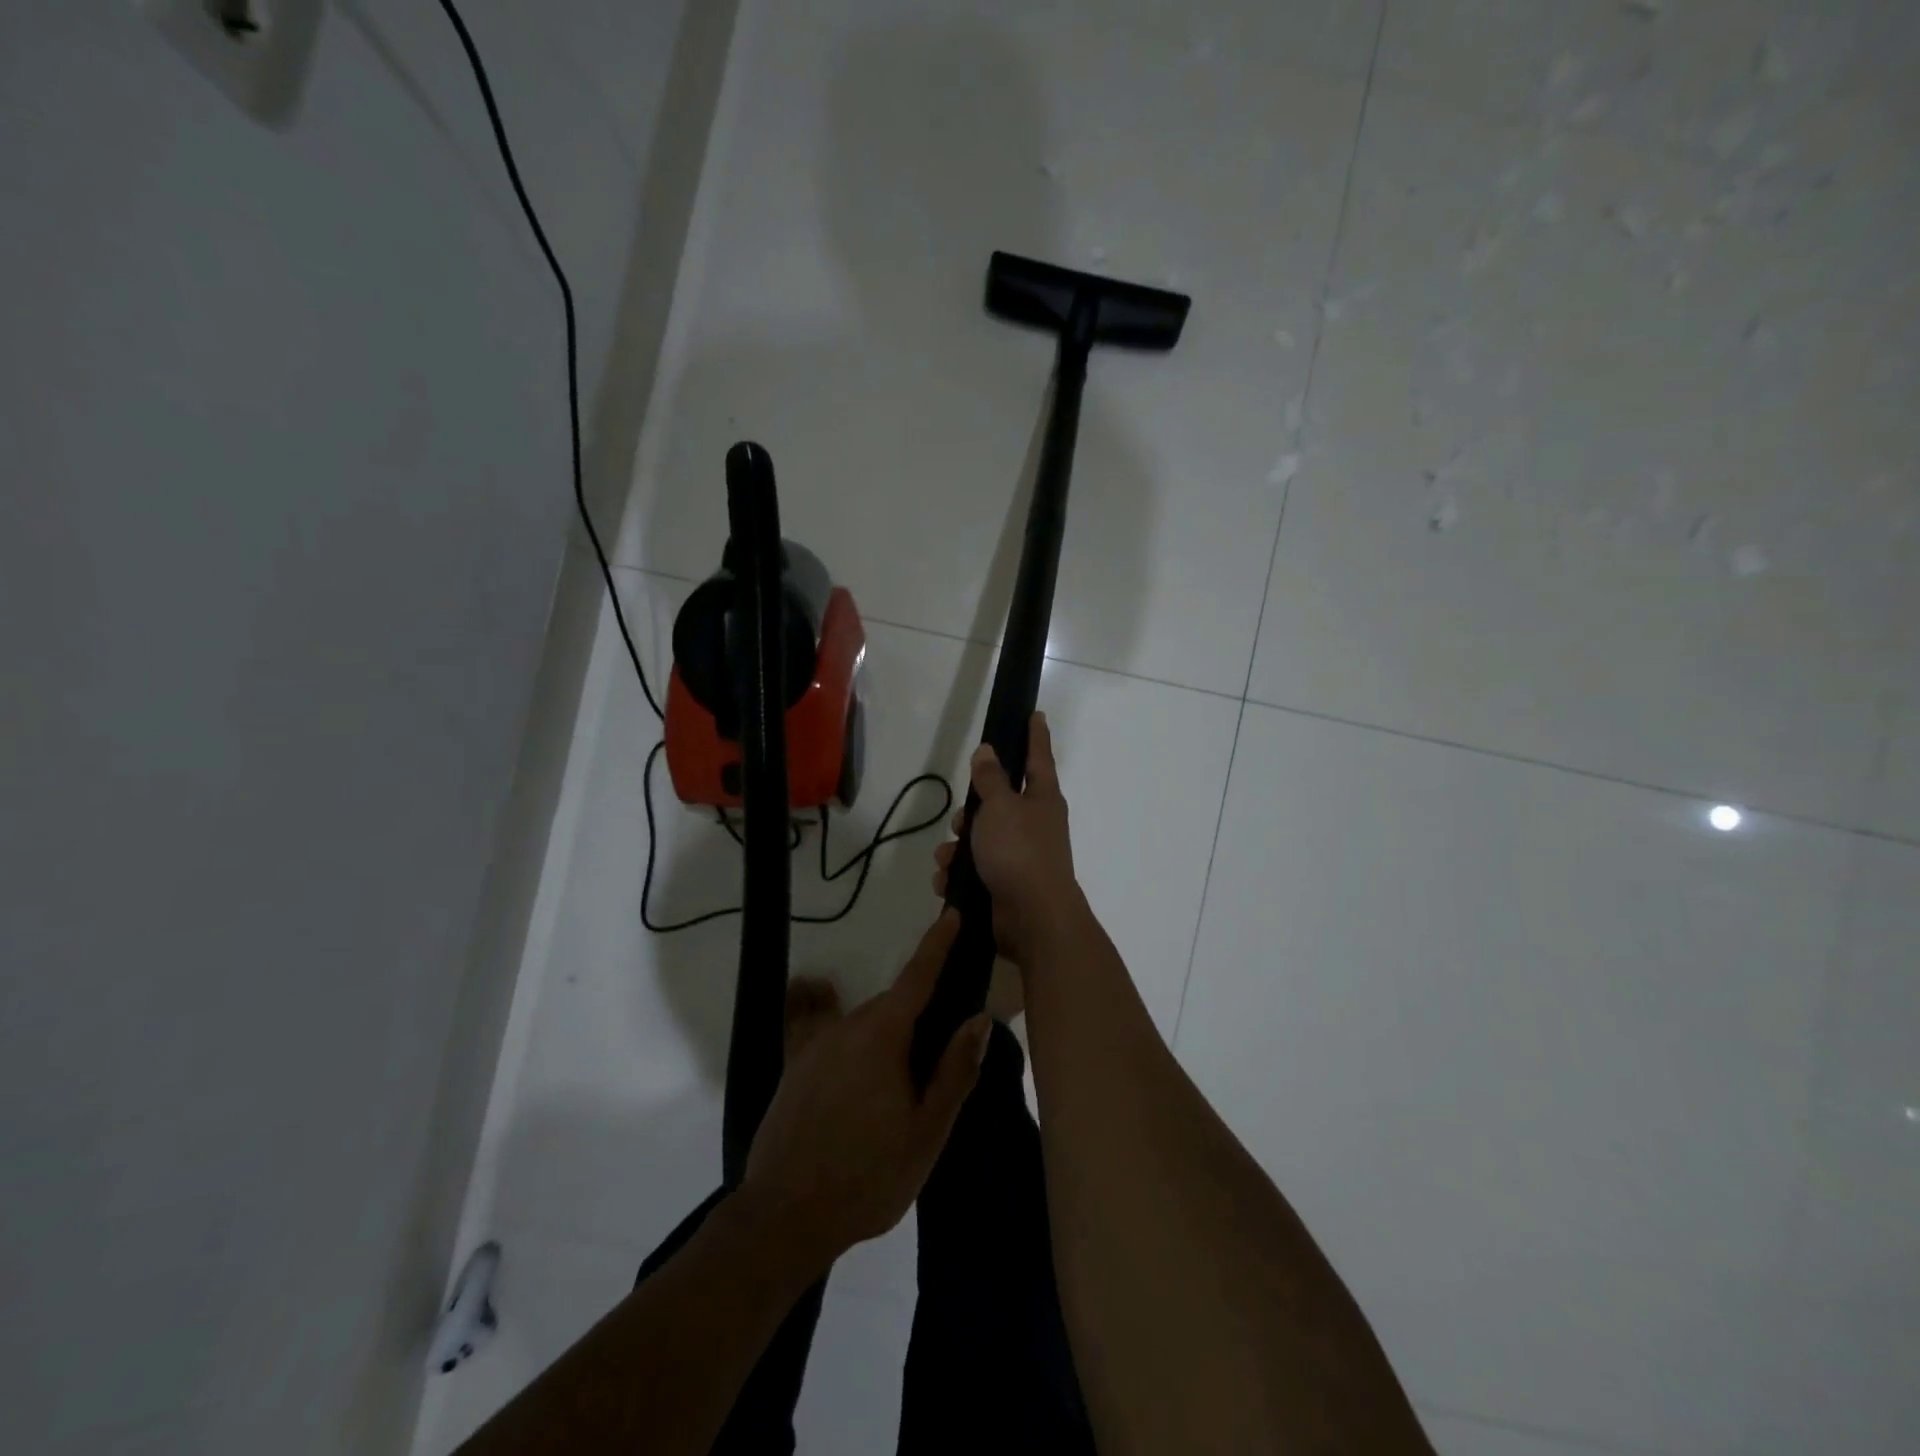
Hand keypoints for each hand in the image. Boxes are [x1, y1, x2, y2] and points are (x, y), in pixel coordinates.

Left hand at [743, 912, 991, 1265]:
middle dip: (916, 1015)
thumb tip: (978, 1018)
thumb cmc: (868, 1176)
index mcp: (882, 1038)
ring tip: (892, 1076)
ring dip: (882, 1031)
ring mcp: (814, 1045)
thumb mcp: (925, 1132)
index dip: (937, 945)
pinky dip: (822, 1008)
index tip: (951, 915)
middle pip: (891, 1005)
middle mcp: (846, 1027)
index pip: (917, 978)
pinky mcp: (793, 1066)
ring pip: (860, 1021)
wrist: (785, 1217)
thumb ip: (953, 1071)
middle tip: (936, 1055)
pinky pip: (814, 1025)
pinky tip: (817, 999)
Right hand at [933, 711, 1082, 966]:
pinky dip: (959, 875)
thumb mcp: (1000, 807)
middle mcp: (1034, 825)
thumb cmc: (1019, 852)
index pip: (1037, 758)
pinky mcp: (1005, 885)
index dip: (1035, 735)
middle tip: (960, 820)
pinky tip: (948, 883)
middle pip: (998, 804)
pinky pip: (974, 871)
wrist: (1032, 919)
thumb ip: (991, 779)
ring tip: (948, 859)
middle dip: (971, 812)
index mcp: (1042, 800)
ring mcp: (1020, 857)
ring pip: (980, 840)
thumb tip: (988, 751)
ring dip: (957, 849)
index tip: (1036, 714)